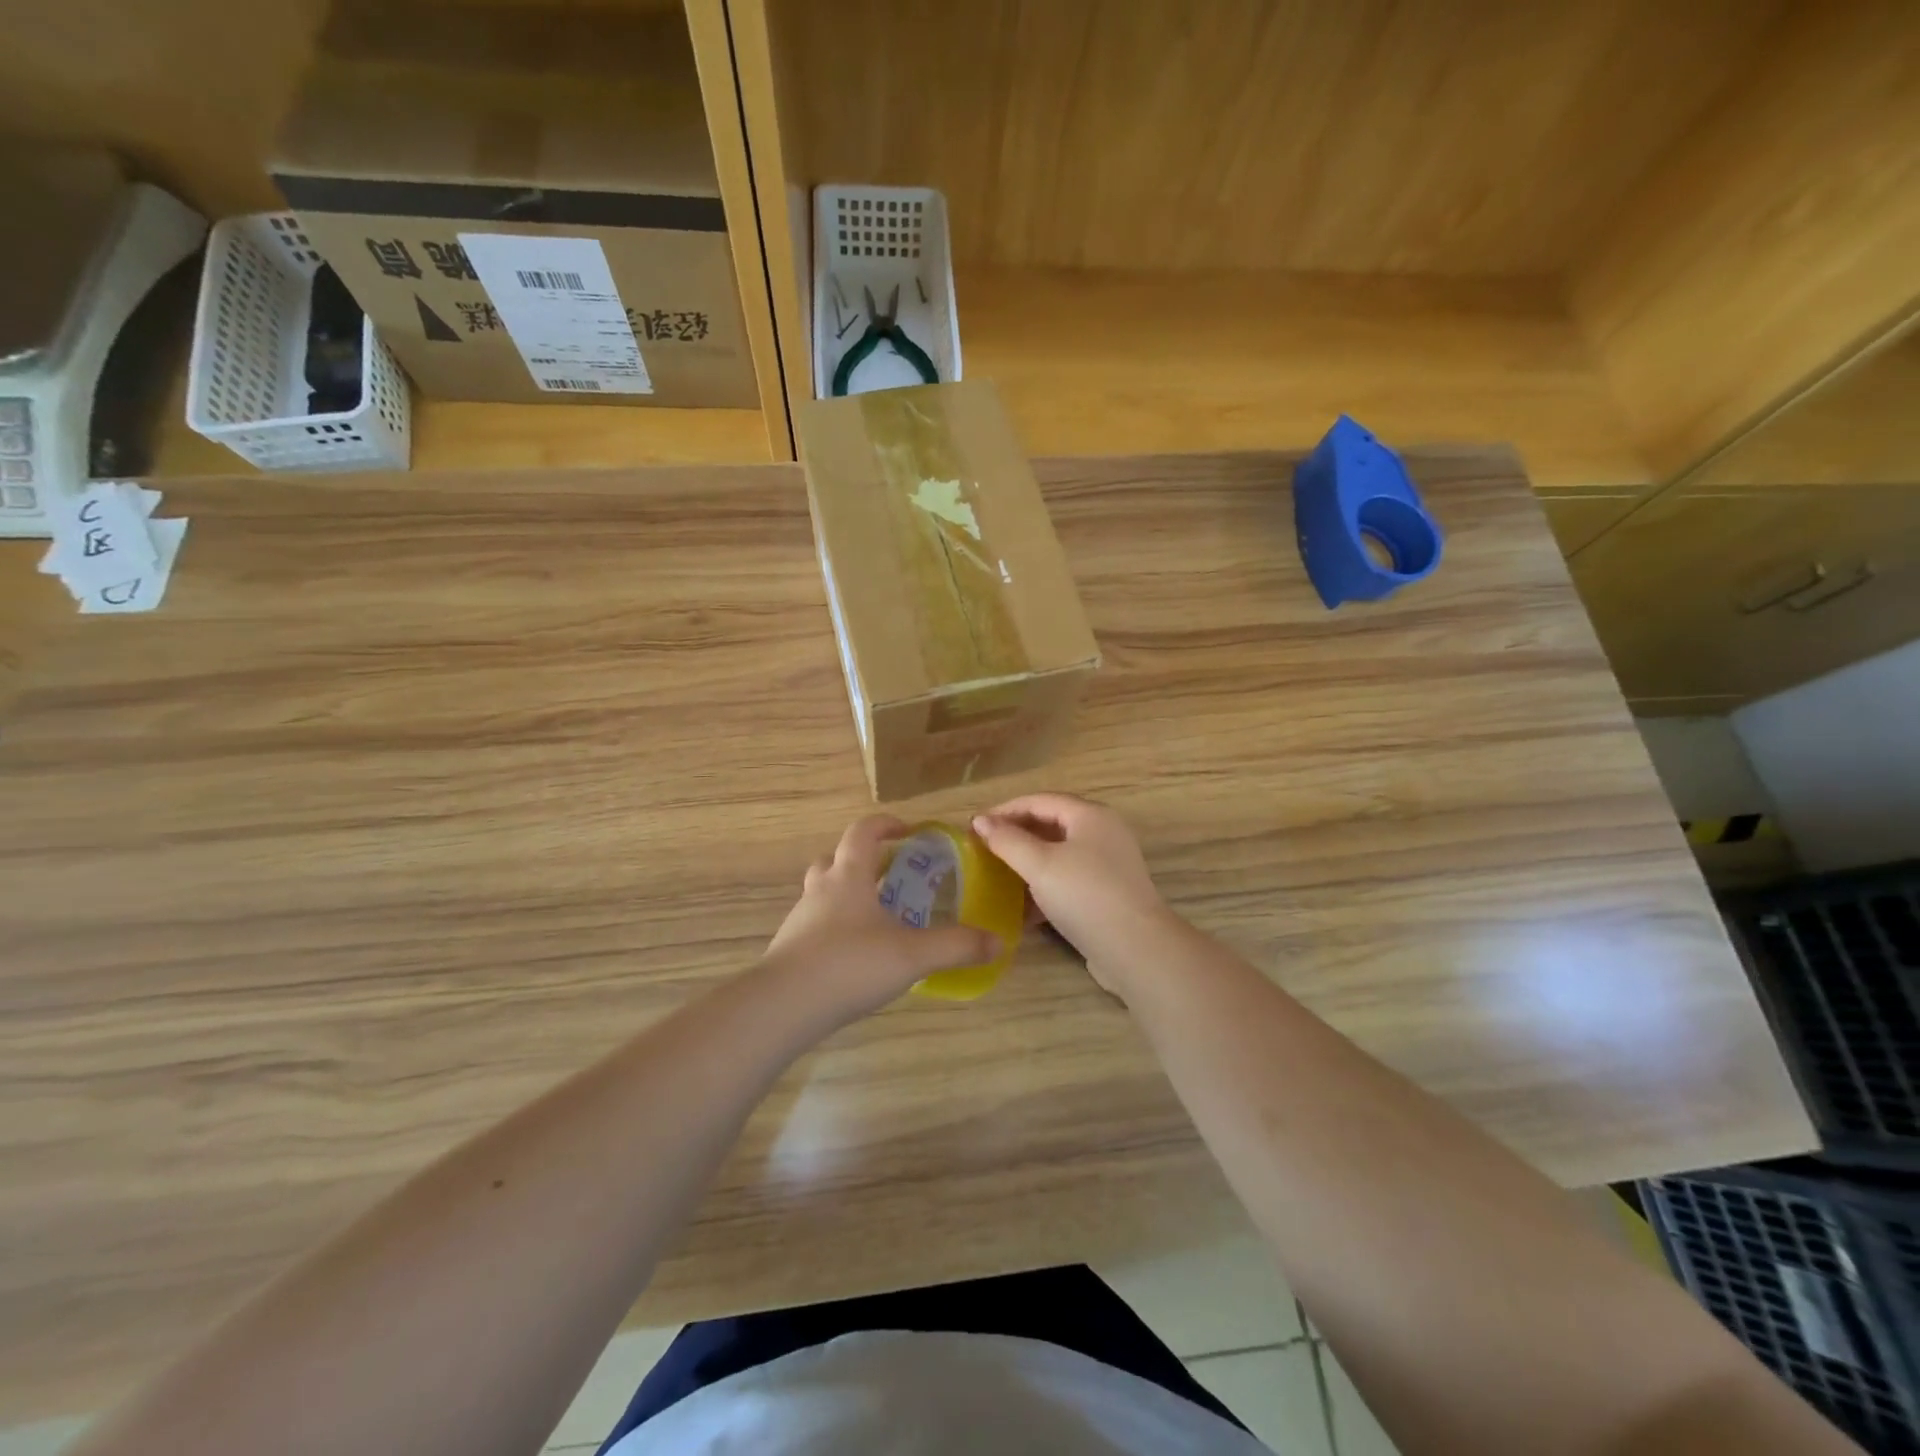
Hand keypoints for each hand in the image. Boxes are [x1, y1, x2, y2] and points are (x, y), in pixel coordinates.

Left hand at [764, 815, 999, 1021]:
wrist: (783, 1006)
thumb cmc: (850, 964)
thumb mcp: (913, 955)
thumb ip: (957, 946)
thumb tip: (998, 942)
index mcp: (849, 876)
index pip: (863, 832)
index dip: (886, 824)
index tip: (908, 831)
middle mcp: (821, 889)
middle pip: (836, 859)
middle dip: (863, 862)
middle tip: (890, 878)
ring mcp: (800, 919)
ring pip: (823, 893)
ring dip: (847, 895)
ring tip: (876, 920)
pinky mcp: (790, 949)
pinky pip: (816, 925)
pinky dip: (836, 928)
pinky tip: (855, 956)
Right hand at [971, 794, 1180, 998]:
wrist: (1135, 949)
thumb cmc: (1085, 895)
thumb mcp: (1039, 864)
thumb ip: (1007, 840)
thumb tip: (981, 821)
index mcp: (1090, 816)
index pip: (1039, 801)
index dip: (1004, 810)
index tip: (973, 826)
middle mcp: (1102, 833)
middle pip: (1051, 824)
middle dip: (1015, 835)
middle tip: (983, 849)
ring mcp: (1108, 864)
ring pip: (1059, 854)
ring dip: (1028, 862)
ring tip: (997, 875)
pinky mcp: (1107, 893)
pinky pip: (1068, 879)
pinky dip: (1044, 885)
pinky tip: (1022, 907)